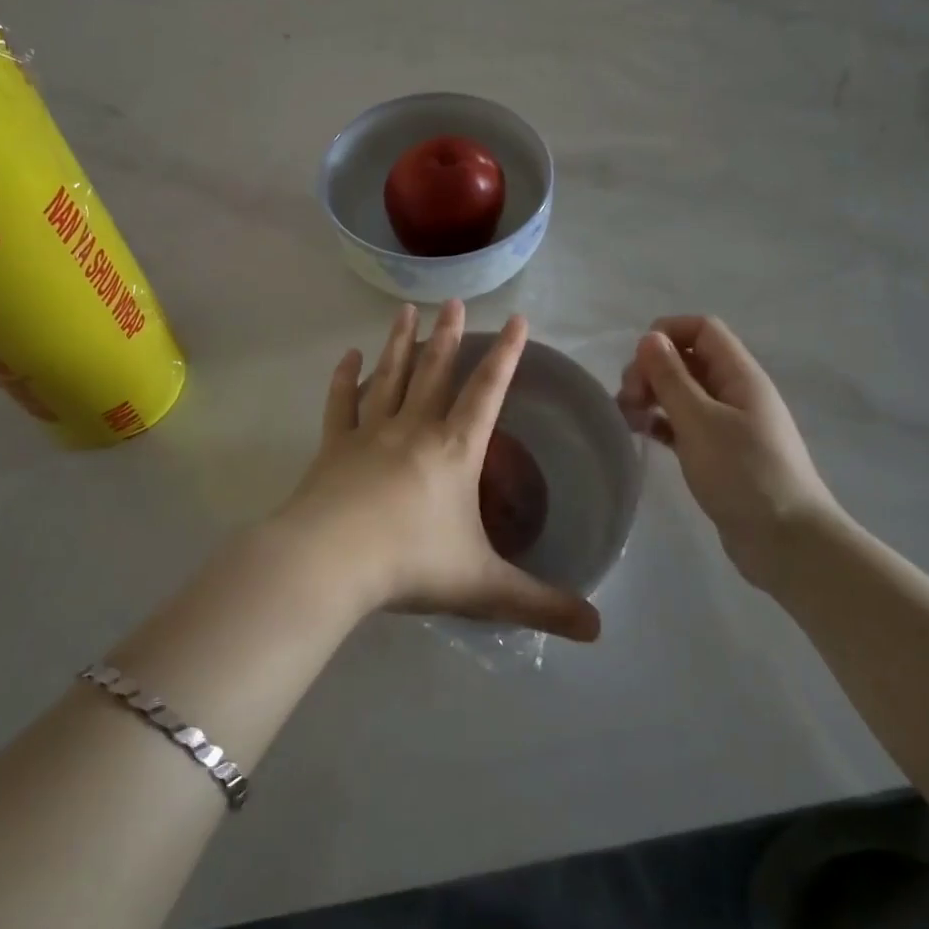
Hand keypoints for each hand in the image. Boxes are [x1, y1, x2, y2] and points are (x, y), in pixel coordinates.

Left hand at [275, 301, 600, 641]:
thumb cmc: (411, 564)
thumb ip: (541, 604)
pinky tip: (348, 356)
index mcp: (455, 450)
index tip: (516, 319)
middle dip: (449, 335)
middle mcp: (415, 428)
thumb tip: (598, 629)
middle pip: (436, 370)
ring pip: (391, 375)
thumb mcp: (484, 587)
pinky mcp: (334, 446)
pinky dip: (345, 378)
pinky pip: (341, 403)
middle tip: (453, 300)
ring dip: (400, 341)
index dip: (506, 354)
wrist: (330, 561)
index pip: (488, 391)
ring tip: (407, 309)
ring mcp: (370, 432)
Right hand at [617, 315, 846, 594]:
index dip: (667, 333)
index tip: (638, 361)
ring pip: (683, 392)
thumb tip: (650, 338)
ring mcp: (729, 424)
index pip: (702, 329)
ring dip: (652, 396)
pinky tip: (641, 434)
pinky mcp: (720, 453)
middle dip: (652, 369)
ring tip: (626, 418)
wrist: (787, 542)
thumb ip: (671, 377)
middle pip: (688, 359)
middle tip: (628, 399)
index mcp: (740, 375)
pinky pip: (684, 423)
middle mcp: (736, 392)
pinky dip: (661, 422)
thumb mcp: (700, 421)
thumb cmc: (744, 474)